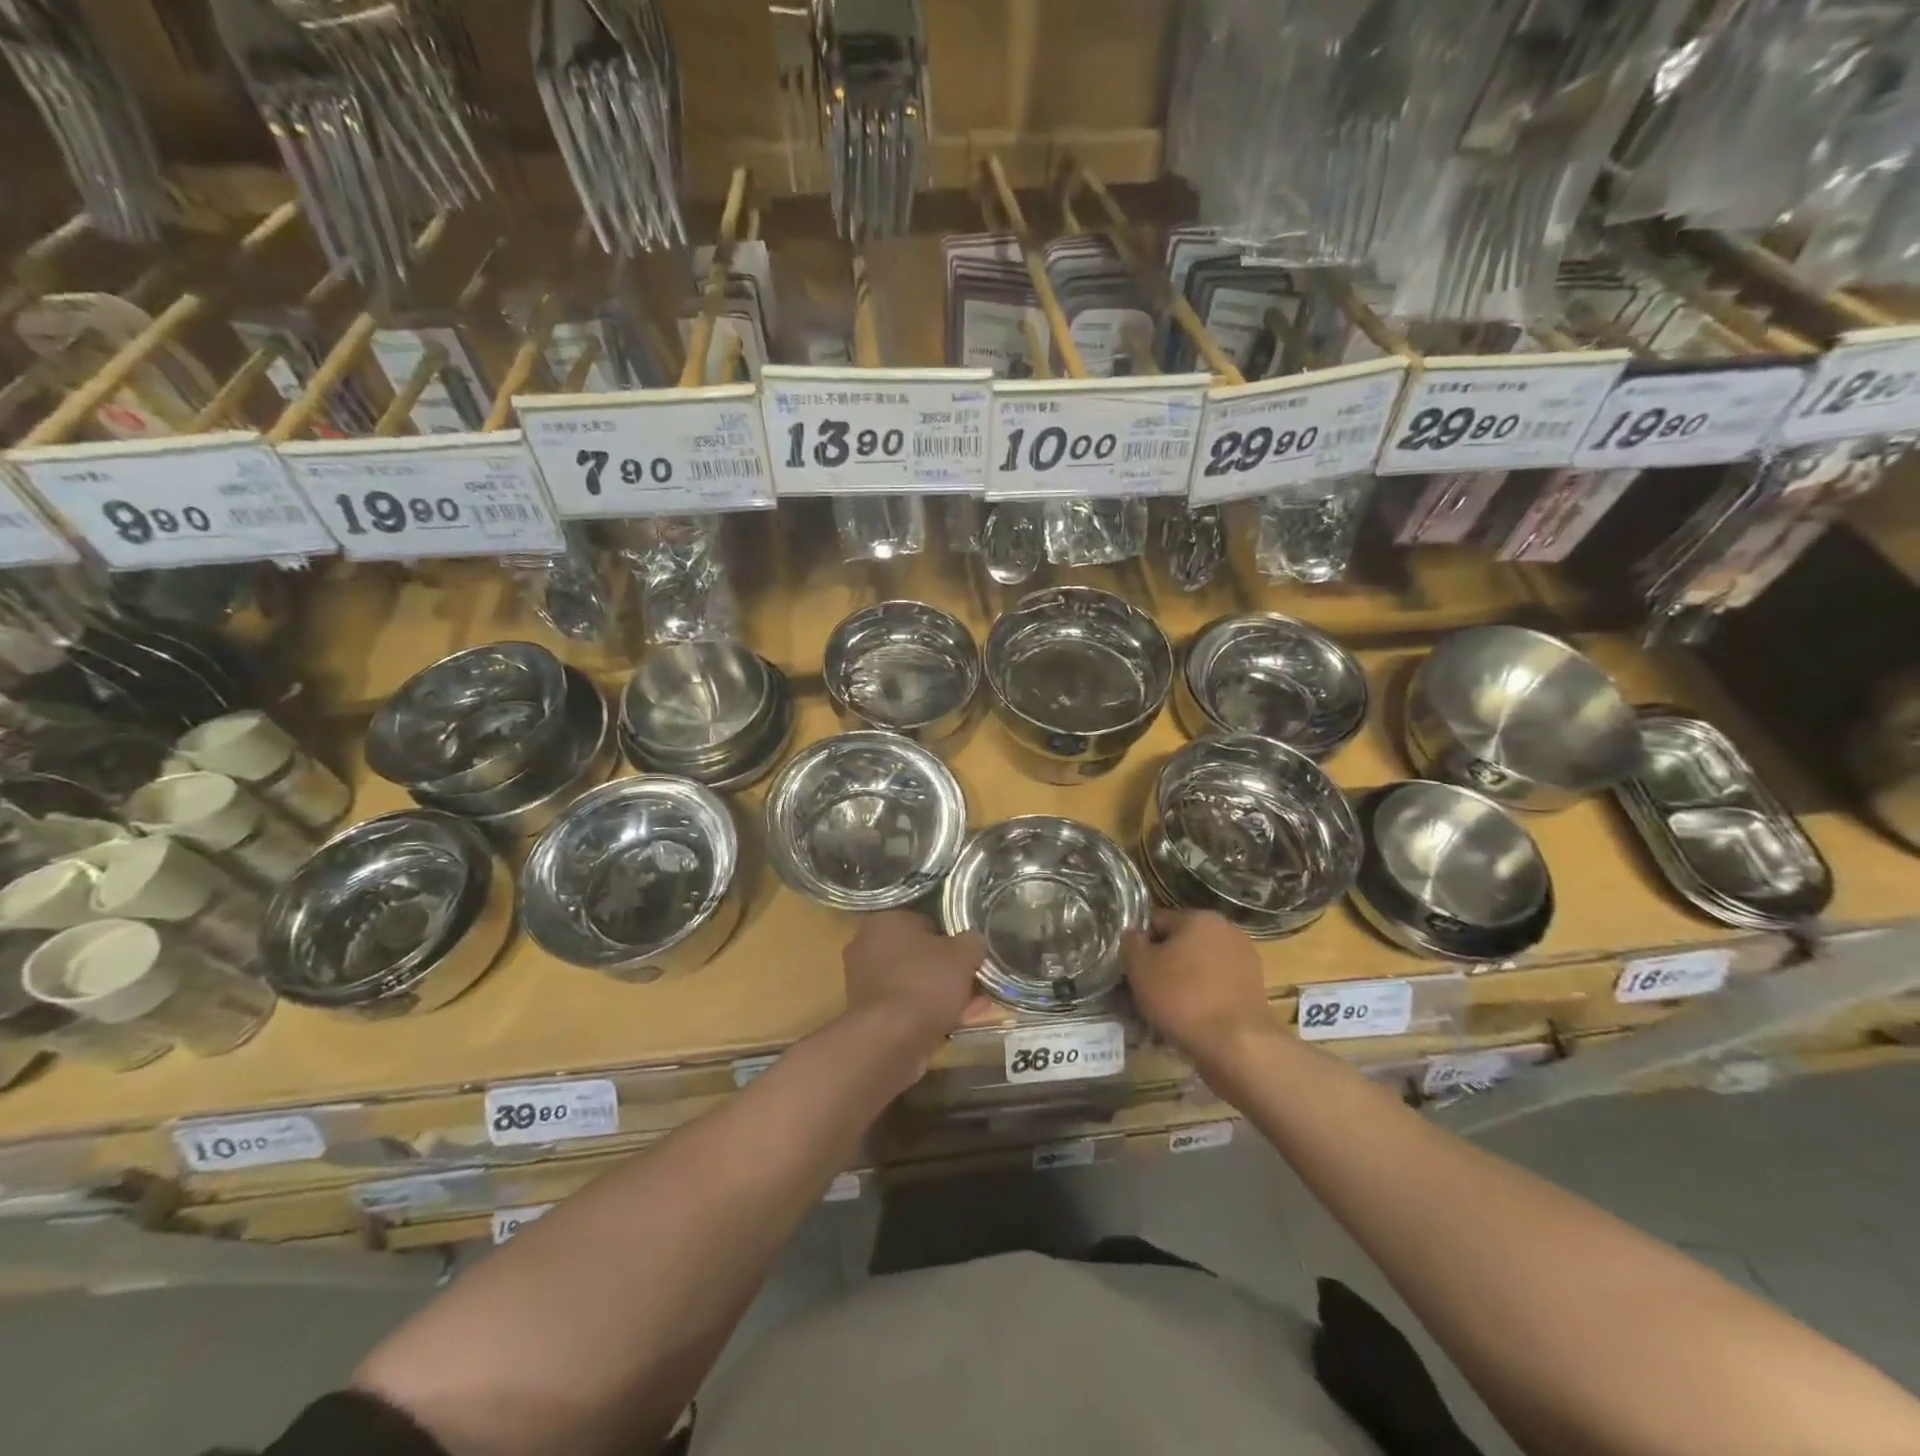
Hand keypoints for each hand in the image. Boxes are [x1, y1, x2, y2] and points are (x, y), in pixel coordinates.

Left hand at [841, 911, 987, 1055]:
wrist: (888, 1040)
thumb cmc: (924, 984)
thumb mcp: (963, 955)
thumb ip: (972, 942)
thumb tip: (973, 941)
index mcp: (886, 921)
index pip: (928, 923)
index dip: (954, 942)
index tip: (971, 960)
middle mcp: (867, 946)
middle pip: (920, 957)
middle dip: (948, 973)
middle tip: (974, 987)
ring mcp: (863, 982)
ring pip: (914, 984)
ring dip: (941, 996)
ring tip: (971, 1010)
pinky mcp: (867, 1014)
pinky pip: (904, 1007)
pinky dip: (926, 1014)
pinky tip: (952, 1026)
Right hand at [1122, 910, 1276, 1069]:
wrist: (1239, 1046)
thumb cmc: (1183, 998)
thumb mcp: (1140, 968)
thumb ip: (1130, 943)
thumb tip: (1134, 935)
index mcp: (1199, 917)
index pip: (1156, 922)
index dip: (1139, 946)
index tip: (1131, 971)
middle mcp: (1226, 931)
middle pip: (1180, 944)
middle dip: (1162, 965)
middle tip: (1146, 992)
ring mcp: (1244, 961)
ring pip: (1198, 968)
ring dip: (1182, 983)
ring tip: (1166, 1012)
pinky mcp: (1254, 990)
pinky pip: (1216, 988)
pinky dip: (1202, 1000)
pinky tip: (1190, 1022)